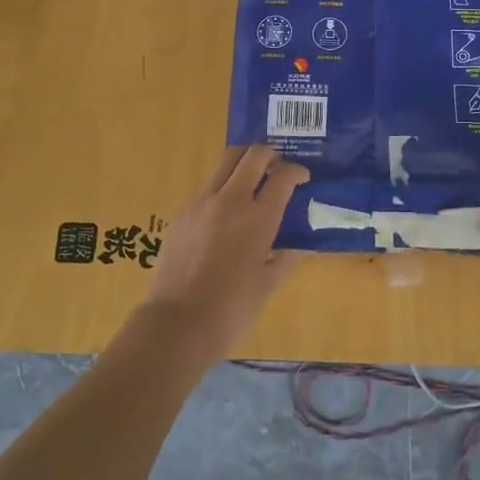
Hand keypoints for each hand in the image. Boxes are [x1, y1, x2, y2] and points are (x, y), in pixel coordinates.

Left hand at [141, 146, 309, 362]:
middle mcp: (230, 200)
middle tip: (277, 168)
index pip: (283, 175)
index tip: (302, 179)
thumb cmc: (232, 309)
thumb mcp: (268, 285)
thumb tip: (300, 246)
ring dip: (243, 165)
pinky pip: (206, 188)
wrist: (177, 324)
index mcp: (259, 216)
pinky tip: (225, 214)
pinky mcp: (181, 214)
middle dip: (269, 155)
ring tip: (252, 184)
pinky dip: (222, 189)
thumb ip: (286, 258)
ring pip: (225, 164)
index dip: (297, 172)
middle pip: (252, 155)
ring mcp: (201, 203)